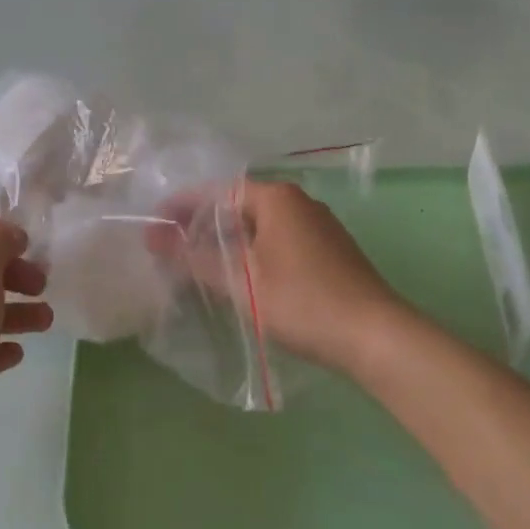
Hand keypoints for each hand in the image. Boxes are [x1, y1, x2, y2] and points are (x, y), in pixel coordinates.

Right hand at [152, 180, 404, 374]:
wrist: (377, 337)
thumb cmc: (302, 301)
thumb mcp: (240, 282)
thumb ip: (193, 257)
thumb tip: (152, 236)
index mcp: (277, 198)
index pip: (219, 190)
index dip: (185, 205)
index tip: (158, 223)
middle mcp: (299, 202)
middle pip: (241, 205)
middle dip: (207, 224)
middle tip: (174, 245)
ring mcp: (320, 226)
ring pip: (262, 225)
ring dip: (232, 240)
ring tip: (201, 263)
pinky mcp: (331, 252)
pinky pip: (280, 241)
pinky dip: (256, 251)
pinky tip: (245, 277)